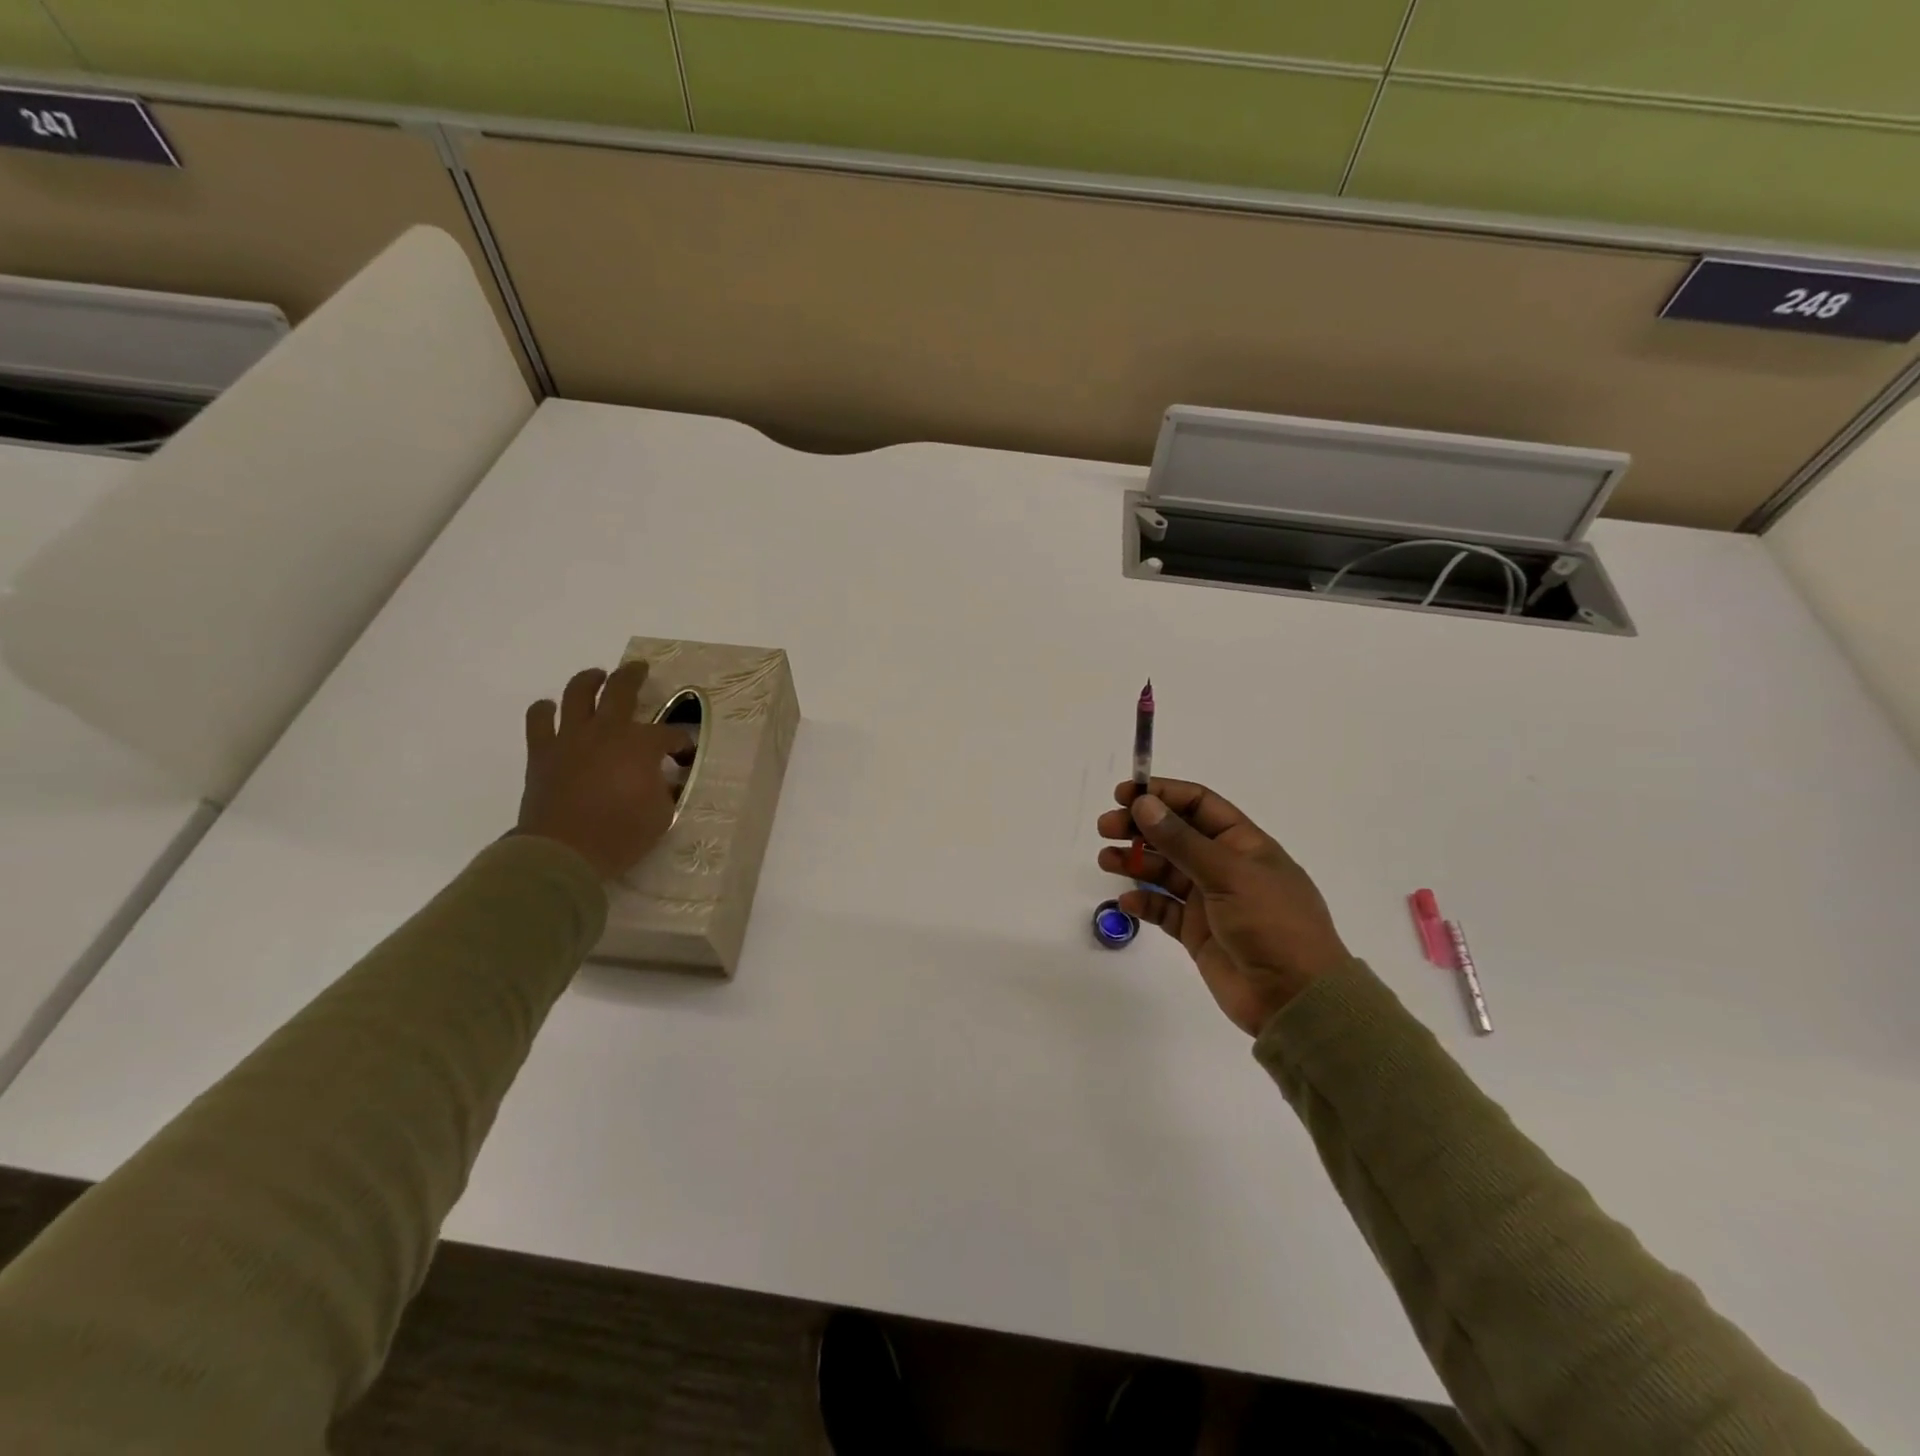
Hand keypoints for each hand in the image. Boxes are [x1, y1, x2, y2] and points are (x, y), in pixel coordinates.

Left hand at [517, 662, 693, 880]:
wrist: (564, 852)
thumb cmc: (621, 834)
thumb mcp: (662, 815)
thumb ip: (664, 790)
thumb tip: (663, 781)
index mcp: (641, 745)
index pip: (669, 734)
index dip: (680, 743)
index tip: (683, 756)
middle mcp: (607, 730)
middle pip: (622, 689)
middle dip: (634, 676)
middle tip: (639, 669)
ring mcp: (571, 737)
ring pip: (578, 693)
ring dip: (589, 680)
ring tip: (596, 676)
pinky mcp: (542, 752)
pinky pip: (539, 720)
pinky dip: (545, 710)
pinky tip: (551, 709)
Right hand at [1098, 779, 1350, 1035]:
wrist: (1295, 998)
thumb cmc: (1272, 924)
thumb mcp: (1228, 874)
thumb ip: (1182, 840)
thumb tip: (1144, 804)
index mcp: (1243, 844)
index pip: (1198, 805)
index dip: (1162, 796)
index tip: (1124, 795)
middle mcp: (1225, 866)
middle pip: (1175, 835)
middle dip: (1140, 828)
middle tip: (1105, 829)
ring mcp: (1210, 901)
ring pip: (1164, 870)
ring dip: (1135, 861)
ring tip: (1106, 861)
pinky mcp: (1197, 933)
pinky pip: (1164, 909)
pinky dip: (1144, 902)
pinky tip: (1128, 902)